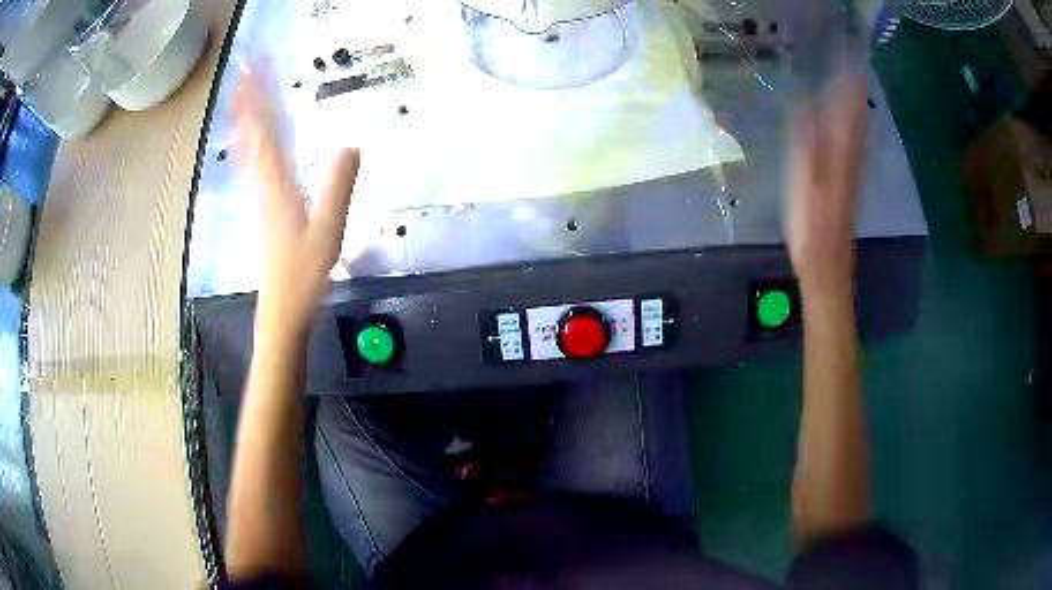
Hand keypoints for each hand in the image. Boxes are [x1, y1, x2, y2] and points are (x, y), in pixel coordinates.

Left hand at [234, 63, 359, 338]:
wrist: (282, 308)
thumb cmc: (304, 274)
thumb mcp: (329, 230)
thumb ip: (339, 187)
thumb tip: (351, 143)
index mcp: (278, 184)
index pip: (267, 131)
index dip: (262, 97)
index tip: (258, 67)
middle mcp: (263, 182)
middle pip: (253, 132)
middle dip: (250, 97)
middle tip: (246, 66)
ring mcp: (259, 193)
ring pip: (248, 145)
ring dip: (244, 115)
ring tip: (241, 90)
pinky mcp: (261, 204)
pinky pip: (250, 164)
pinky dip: (246, 142)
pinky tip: (245, 137)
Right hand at [785, 73, 867, 299]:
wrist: (827, 263)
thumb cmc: (812, 224)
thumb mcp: (804, 180)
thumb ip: (805, 139)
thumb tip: (805, 101)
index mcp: (840, 151)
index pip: (846, 106)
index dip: (846, 80)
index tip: (845, 55)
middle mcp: (850, 154)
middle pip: (855, 114)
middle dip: (852, 86)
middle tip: (848, 61)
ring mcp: (850, 168)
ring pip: (855, 128)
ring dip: (853, 103)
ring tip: (849, 81)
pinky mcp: (847, 180)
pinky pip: (851, 143)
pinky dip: (850, 124)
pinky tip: (846, 120)